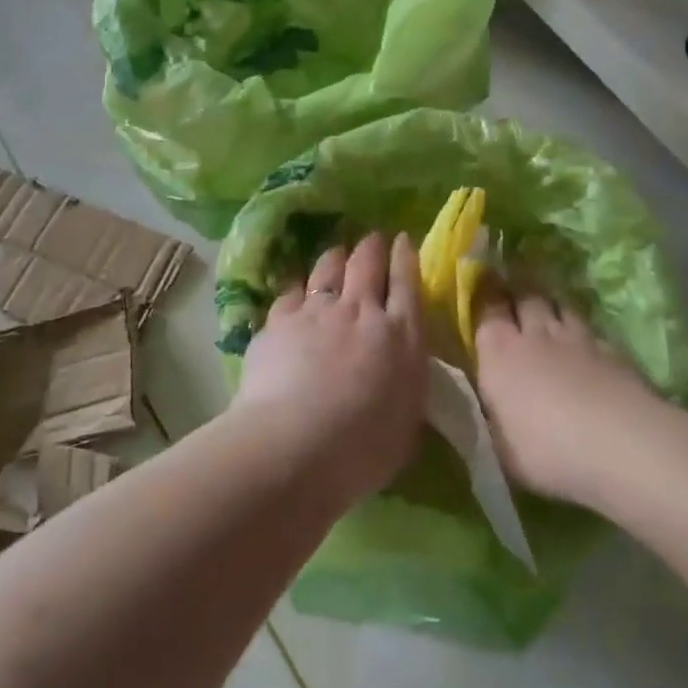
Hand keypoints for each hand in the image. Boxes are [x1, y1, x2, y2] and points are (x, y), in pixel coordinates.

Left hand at [230, 232, 428, 503]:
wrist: (296, 444)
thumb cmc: (363, 448)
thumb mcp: (407, 421)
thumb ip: (406, 384)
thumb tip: (403, 370)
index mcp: (402, 336)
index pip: (407, 283)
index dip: (405, 257)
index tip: (402, 240)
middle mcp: (362, 311)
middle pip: (368, 263)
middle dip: (372, 246)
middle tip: (372, 239)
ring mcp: (318, 310)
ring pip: (329, 267)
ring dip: (336, 256)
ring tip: (337, 254)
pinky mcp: (280, 318)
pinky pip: (292, 291)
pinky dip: (299, 288)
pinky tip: (297, 290)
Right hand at [472, 284, 656, 503]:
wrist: (621, 445)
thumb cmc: (547, 450)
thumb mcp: (502, 447)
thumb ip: (493, 418)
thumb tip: (489, 409)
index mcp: (498, 352)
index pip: (487, 309)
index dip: (486, 301)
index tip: (484, 298)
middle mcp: (534, 334)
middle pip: (525, 297)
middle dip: (519, 296)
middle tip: (515, 302)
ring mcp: (576, 337)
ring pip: (559, 306)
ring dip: (551, 308)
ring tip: (549, 317)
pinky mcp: (612, 349)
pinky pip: (590, 330)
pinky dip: (583, 334)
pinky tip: (585, 347)